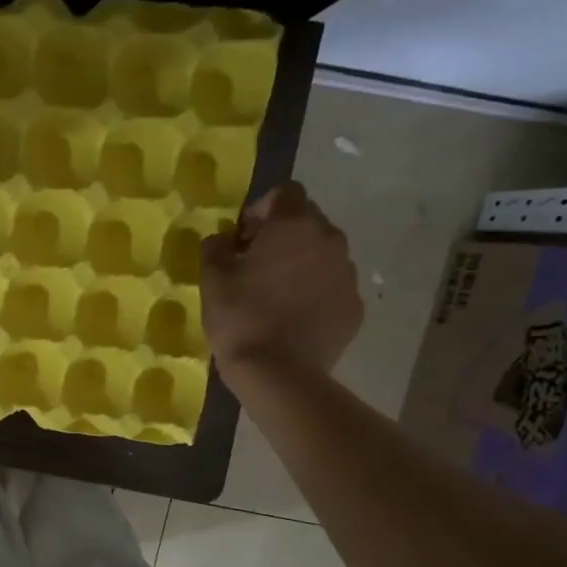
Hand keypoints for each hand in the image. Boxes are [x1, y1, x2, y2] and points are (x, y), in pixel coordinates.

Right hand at [200, 183, 361, 377]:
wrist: (279, 374)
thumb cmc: (240, 318)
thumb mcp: (211, 278)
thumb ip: (215, 246)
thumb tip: (224, 239)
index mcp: (294, 225)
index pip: (284, 193)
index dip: (260, 209)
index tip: (242, 237)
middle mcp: (330, 240)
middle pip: (307, 222)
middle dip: (282, 236)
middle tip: (255, 265)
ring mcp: (347, 275)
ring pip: (322, 255)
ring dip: (300, 263)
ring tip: (275, 294)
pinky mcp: (354, 307)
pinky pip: (332, 287)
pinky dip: (314, 293)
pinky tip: (292, 317)